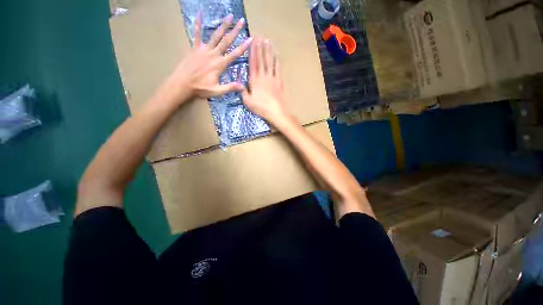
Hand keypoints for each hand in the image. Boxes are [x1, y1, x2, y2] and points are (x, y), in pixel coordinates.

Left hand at [156, 14, 252, 107]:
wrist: (183, 83)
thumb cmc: (201, 88)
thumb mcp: (217, 91)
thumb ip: (230, 87)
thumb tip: (243, 87)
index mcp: (220, 65)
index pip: (234, 54)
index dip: (243, 47)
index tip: (250, 39)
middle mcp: (213, 54)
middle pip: (226, 41)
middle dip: (235, 31)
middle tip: (241, 21)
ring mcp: (203, 50)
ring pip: (215, 36)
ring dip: (223, 26)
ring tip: (229, 16)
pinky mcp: (195, 48)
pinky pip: (196, 34)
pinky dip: (198, 24)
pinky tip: (199, 14)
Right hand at [242, 38, 288, 124]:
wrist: (276, 111)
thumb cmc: (261, 108)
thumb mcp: (248, 102)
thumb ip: (243, 92)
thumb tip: (239, 85)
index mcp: (254, 80)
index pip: (253, 63)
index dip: (253, 52)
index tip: (253, 42)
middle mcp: (263, 76)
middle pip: (262, 60)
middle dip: (261, 47)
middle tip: (260, 36)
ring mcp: (272, 78)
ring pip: (270, 62)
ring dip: (269, 51)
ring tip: (268, 41)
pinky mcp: (279, 82)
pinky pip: (278, 69)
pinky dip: (277, 61)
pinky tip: (277, 55)